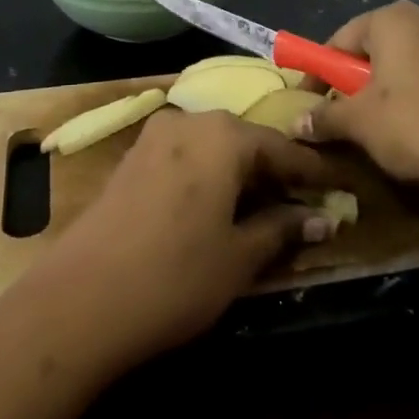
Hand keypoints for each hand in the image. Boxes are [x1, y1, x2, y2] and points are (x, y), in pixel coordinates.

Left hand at [6, 110, 332, 376]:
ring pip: (213, 146)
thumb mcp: (239, 257)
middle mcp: (190, 120)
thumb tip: (322, 218)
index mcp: (223, 135)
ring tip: (262, 205)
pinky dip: (208, 174)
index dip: (311, 172)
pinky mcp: (132, 157)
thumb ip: (282, 228)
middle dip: (273, 170)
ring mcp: (155, 136)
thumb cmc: (175, 276)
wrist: (80, 298)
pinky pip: (186, 155)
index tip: (338, 188)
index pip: (281, 147)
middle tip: (301, 200)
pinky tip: (216, 204)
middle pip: (245, 141)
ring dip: (239, 172)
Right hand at [297, 1, 418, 202]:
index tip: (311, 99)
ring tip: (390, 125)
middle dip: (361, 77)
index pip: (343, 38)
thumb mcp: (359, 123)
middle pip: (381, 47)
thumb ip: (325, 116)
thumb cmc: (414, 126)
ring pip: (416, 62)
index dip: (321, 70)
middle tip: (349, 111)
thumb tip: (296, 123)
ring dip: (397, 86)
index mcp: (395, 20)